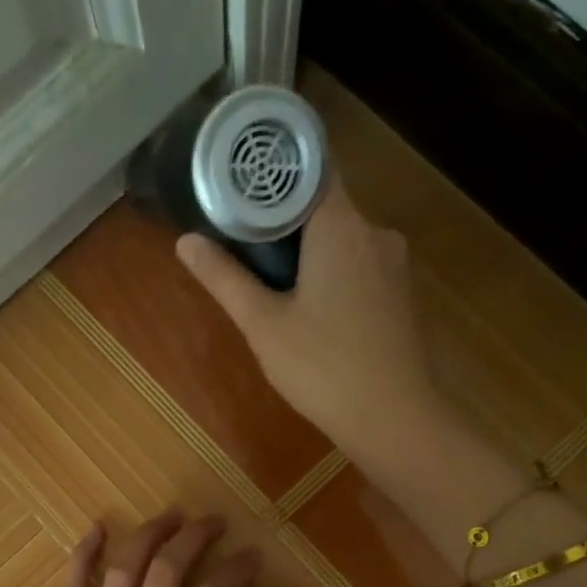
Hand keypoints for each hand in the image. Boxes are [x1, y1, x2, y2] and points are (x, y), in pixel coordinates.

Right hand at [175, 177, 437, 451]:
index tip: (238, 184)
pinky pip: (359, 264)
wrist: (394, 418)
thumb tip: (185, 241)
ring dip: (307, 249)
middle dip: (282, 219)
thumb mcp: (264, 325)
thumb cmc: (323, 368)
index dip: (272, 172)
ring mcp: (394, 264)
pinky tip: (309, 306)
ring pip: (342, 238)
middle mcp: (374, 232)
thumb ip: (225, 278)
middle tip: (240, 241)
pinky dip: (331, 271)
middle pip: (323, 204)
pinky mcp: (400, 294)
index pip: (310, 168)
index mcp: (341, 226)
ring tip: (269, 279)